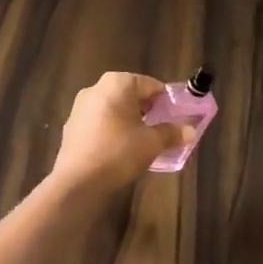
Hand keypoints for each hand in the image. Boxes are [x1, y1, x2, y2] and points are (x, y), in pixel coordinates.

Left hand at [51, 72, 192, 193]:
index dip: (166, 101)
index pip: (151, 85)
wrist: (78, 181)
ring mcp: (80, 107)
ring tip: (143, 142)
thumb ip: (172, 133)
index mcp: (118, 83)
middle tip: (162, 130)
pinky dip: (112, 131)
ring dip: (129, 121)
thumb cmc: (119, 152)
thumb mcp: (152, 143)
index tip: (176, 118)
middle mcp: (96, 88)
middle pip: (131, 95)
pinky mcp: (71, 126)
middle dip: (148, 111)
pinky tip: (119, 150)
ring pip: (114, 109)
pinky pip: (100, 122)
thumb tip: (191, 130)